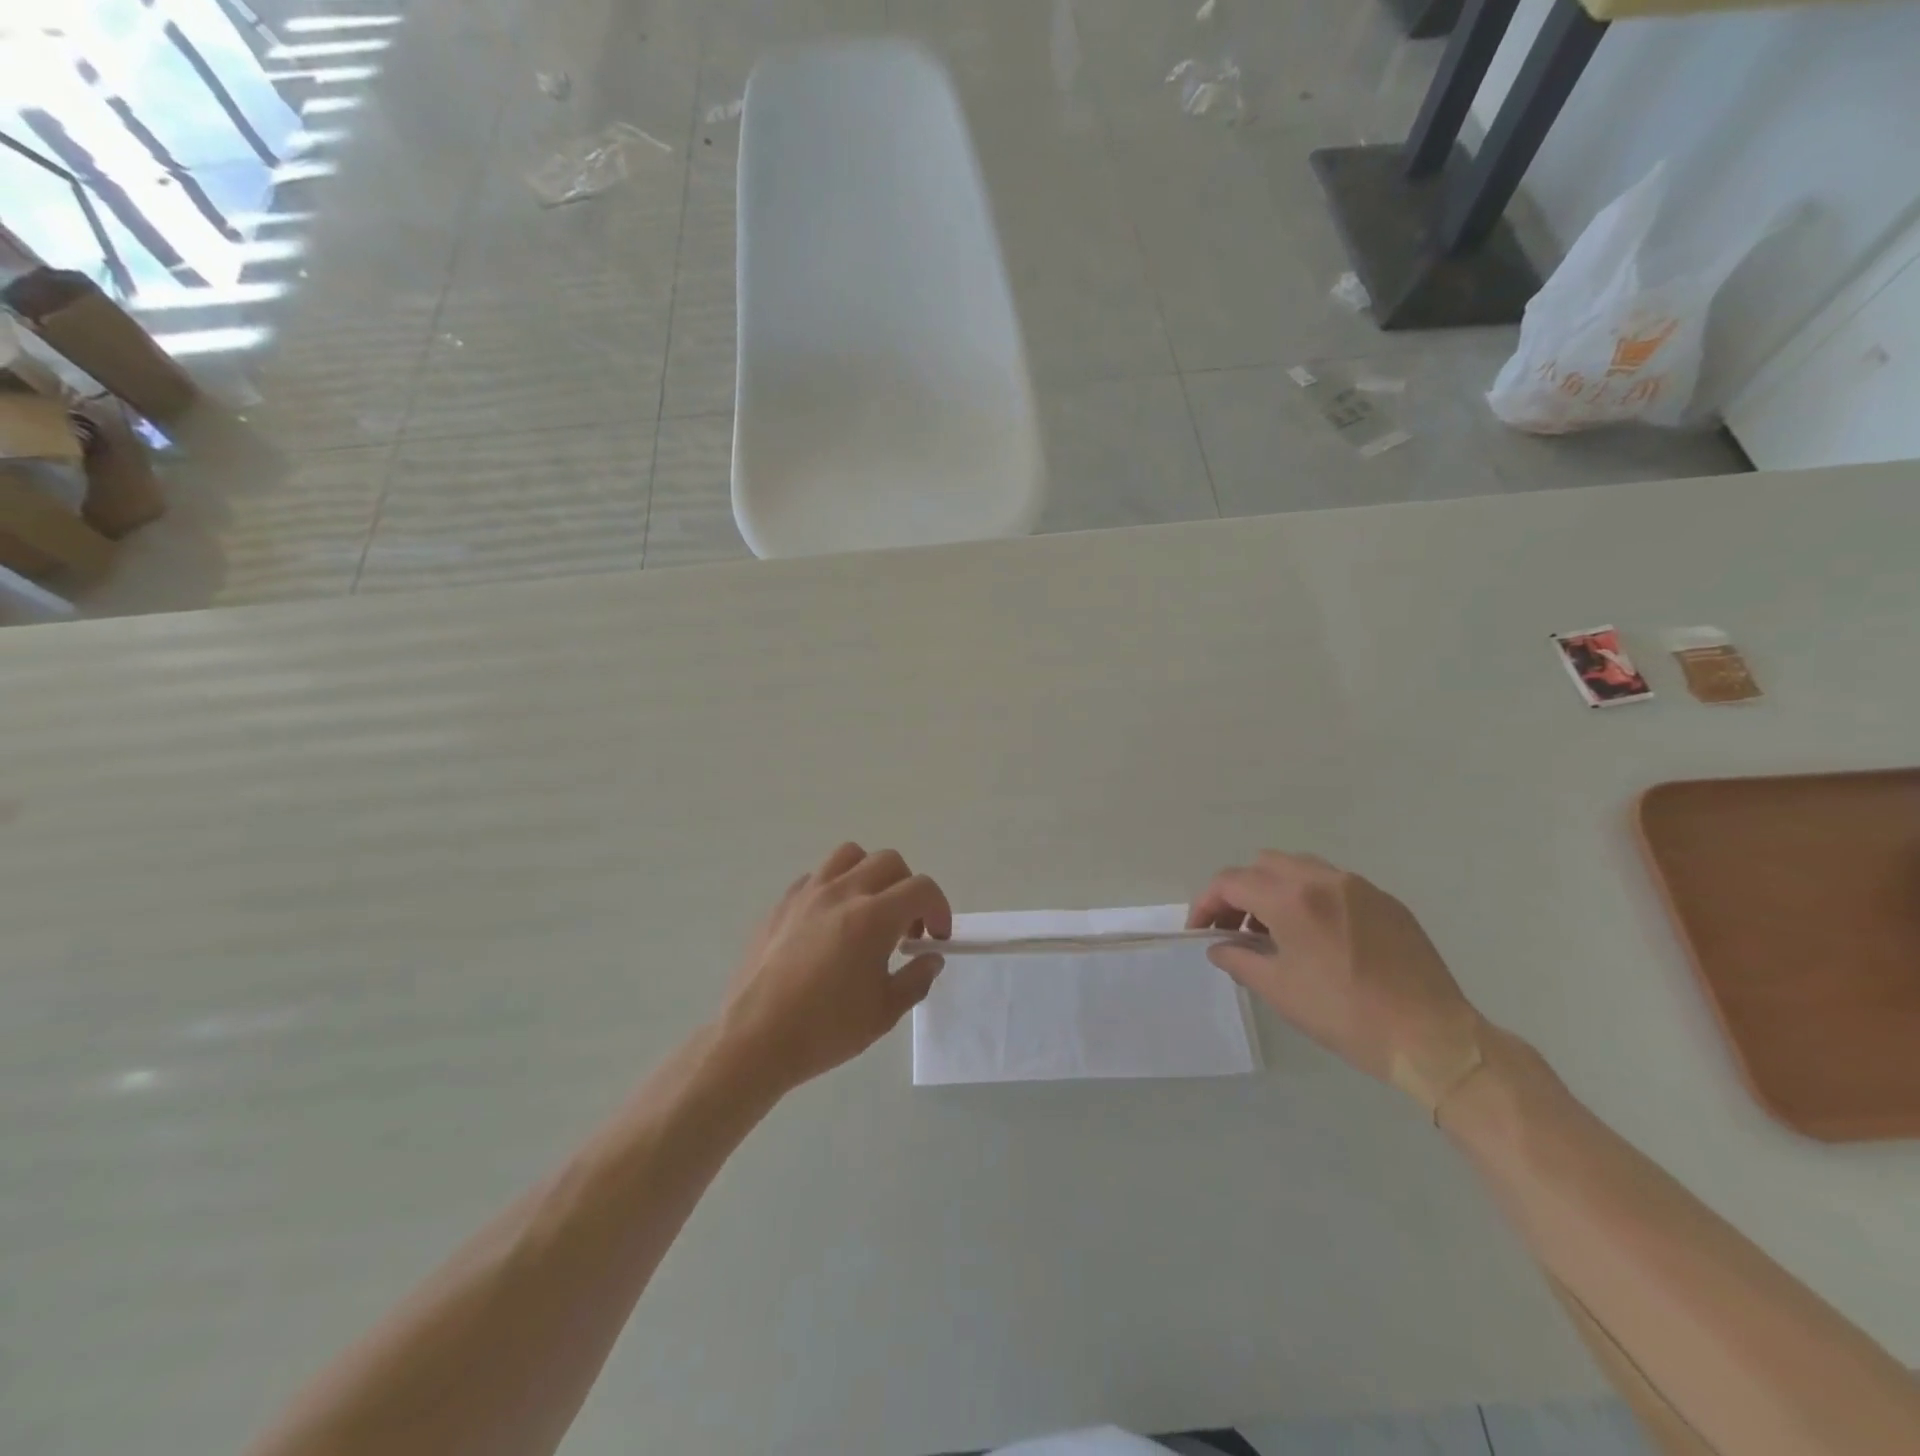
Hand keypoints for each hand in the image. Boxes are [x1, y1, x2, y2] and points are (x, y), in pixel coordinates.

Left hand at [718, 843, 950, 1094]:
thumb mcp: (884, 1012)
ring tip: (869, 911)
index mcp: (873, 917)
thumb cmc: (825, 1029)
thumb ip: (916, 978)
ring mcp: (807, 893)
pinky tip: (831, 923)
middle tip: (906, 927)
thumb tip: (930, 958)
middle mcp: (842, 892)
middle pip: (889, 861)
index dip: (939, 909)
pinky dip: (835, 888)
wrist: (754, 1039)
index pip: (921, 888)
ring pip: (849, 856)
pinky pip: (817, 876)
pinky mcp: (782, 904)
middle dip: (908, 888)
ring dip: (870, 875)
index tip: (936, 938)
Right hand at [1188, 851, 1483, 1110]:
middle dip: (1240, 892)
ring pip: (1300, 868)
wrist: (1432, 1036)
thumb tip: (1219, 947)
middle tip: (1235, 930)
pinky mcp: (1386, 901)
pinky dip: (1311, 898)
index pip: (1231, 883)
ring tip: (1274, 932)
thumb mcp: (1279, 990)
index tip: (1200, 931)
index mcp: (1292, 899)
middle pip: (1263, 865)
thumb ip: (1239, 960)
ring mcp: (1359, 887)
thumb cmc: (1346, 1015)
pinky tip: (1317, 937)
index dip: (1206, 903)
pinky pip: (1334, 884)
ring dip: (1275, 890)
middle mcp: (1324, 879)